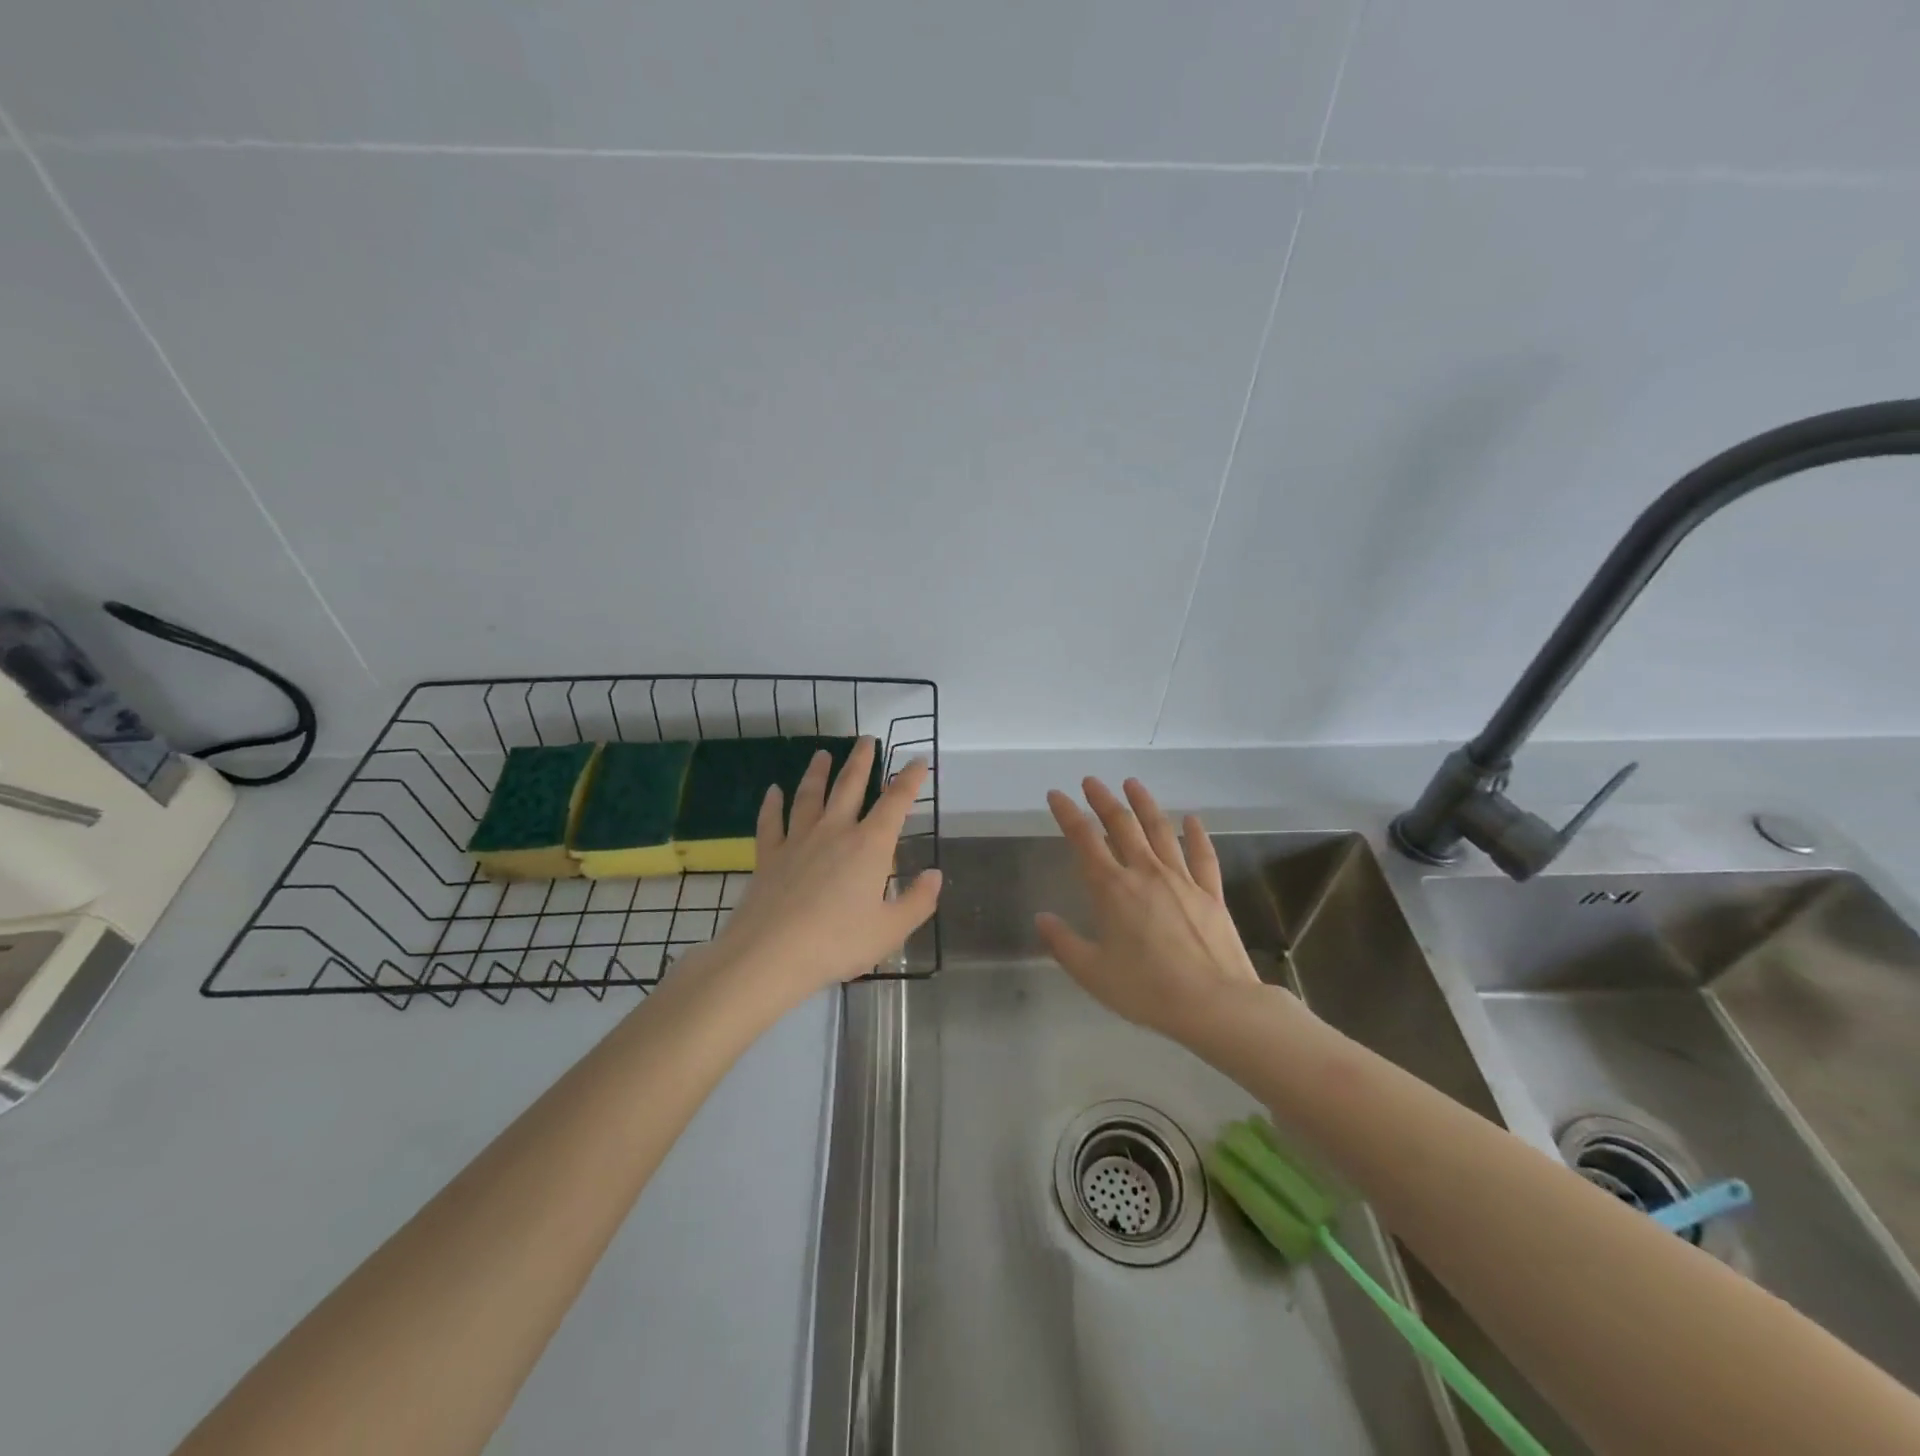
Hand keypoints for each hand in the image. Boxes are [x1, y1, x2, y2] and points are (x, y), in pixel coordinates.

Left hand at [706, 737, 940, 1007]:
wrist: (771, 954)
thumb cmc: (838, 942)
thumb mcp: (890, 930)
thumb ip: (917, 901)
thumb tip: (935, 874)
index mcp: (869, 845)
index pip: (895, 802)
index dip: (909, 779)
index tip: (917, 761)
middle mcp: (835, 831)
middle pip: (849, 786)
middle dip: (861, 761)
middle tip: (866, 739)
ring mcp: (798, 840)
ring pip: (809, 796)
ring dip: (817, 773)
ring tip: (822, 754)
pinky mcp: (769, 855)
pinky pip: (771, 821)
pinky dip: (772, 804)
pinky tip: (773, 791)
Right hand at [1036, 777, 1265, 1041]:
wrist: (1215, 1004)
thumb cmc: (1147, 990)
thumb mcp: (1093, 973)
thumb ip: (1063, 943)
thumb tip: (1041, 918)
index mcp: (1112, 889)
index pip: (1084, 840)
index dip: (1067, 814)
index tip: (1056, 794)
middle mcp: (1145, 873)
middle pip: (1122, 825)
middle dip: (1103, 800)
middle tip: (1091, 781)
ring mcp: (1182, 880)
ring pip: (1160, 830)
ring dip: (1144, 804)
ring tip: (1133, 784)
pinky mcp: (1210, 893)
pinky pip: (1202, 856)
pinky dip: (1196, 834)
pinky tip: (1191, 819)